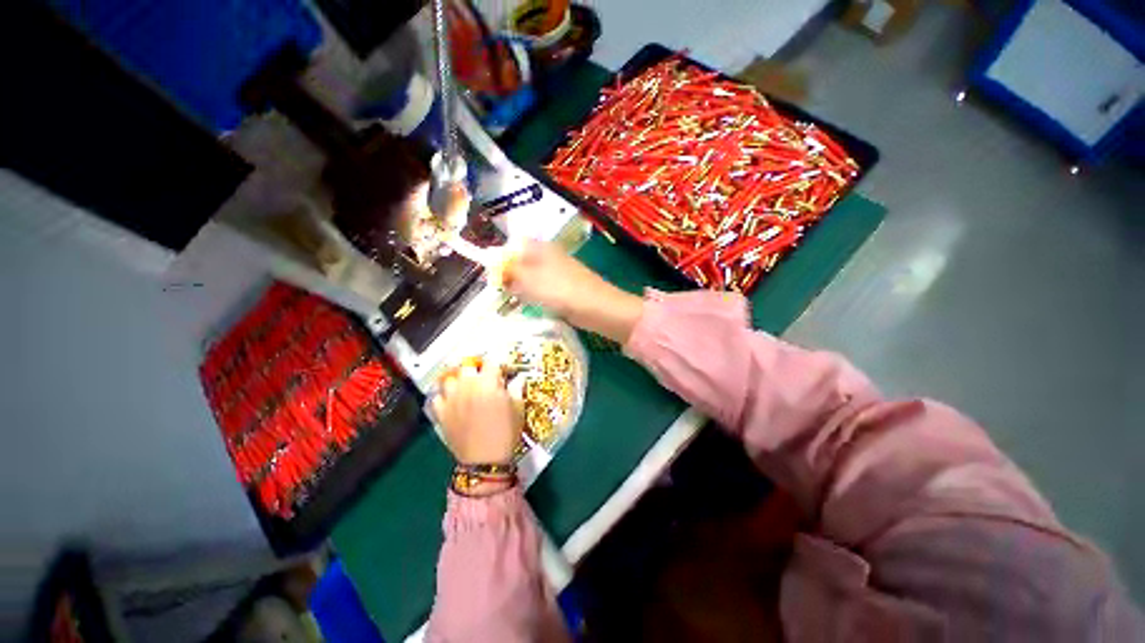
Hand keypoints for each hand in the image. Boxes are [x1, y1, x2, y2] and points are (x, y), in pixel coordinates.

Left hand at [433, 360, 519, 466]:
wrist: (485, 460)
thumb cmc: (506, 432)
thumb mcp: (518, 408)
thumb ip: (516, 389)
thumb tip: (518, 378)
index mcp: (488, 382)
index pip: (490, 362)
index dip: (496, 365)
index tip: (500, 371)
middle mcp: (467, 386)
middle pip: (467, 365)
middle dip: (476, 368)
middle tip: (482, 377)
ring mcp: (451, 398)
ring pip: (450, 378)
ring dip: (458, 379)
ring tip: (465, 386)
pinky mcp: (441, 412)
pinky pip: (437, 397)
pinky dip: (444, 396)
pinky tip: (452, 401)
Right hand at [503, 240, 643, 342]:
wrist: (596, 308)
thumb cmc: (560, 290)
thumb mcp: (528, 279)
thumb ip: (509, 271)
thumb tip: (495, 268)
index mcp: (540, 247)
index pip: (513, 246)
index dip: (501, 259)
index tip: (493, 277)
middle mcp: (549, 256)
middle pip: (522, 262)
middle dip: (511, 276)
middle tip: (503, 292)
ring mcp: (559, 272)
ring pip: (532, 277)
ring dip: (522, 288)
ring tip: (516, 300)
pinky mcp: (565, 287)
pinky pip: (543, 289)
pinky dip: (535, 296)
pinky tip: (533, 305)